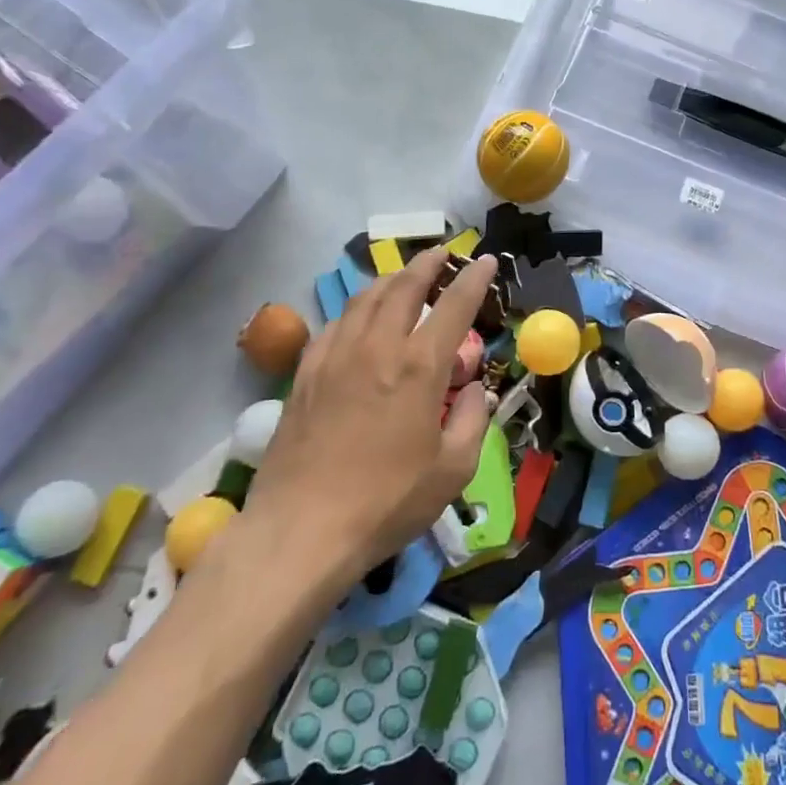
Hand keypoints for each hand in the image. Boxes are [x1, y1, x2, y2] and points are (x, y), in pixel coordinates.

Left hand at [239, 249, 496, 587]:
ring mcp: (335, 356)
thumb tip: (474, 389)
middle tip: (441, 253)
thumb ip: (473, 420)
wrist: (300, 531)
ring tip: (403, 277)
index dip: (474, 278)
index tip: (485, 260)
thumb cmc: (386, 502)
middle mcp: (377, 347)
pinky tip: (359, 319)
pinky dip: (356, 309)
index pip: (454, 305)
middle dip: (427, 264)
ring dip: (390, 279)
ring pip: (365, 298)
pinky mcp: (304, 374)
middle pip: (404, 286)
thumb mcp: (453, 470)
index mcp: (419, 366)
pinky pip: (335, 324)